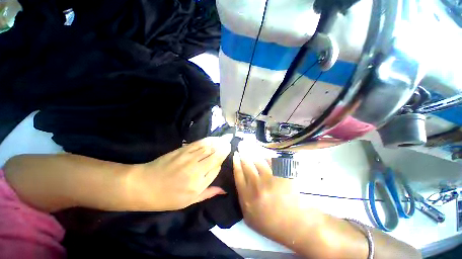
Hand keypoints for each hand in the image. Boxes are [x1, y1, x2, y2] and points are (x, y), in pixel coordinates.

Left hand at [128, 136, 230, 210]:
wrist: (144, 185)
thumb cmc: (166, 197)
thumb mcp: (189, 201)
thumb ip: (208, 193)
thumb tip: (224, 190)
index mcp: (198, 185)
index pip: (216, 169)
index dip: (220, 163)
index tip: (223, 159)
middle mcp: (196, 170)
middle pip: (215, 157)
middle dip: (224, 149)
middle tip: (230, 143)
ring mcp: (189, 158)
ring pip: (209, 148)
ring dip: (218, 143)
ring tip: (225, 139)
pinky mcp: (182, 150)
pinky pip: (199, 144)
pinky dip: (208, 140)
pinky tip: (213, 138)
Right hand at [233, 150, 303, 242]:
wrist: (294, 225)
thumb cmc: (270, 223)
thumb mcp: (248, 217)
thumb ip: (242, 198)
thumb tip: (240, 180)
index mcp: (247, 196)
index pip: (238, 173)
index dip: (236, 162)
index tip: (235, 154)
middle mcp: (256, 185)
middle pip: (247, 164)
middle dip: (243, 155)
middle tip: (242, 148)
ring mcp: (270, 179)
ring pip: (259, 160)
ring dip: (255, 155)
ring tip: (254, 152)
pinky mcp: (281, 175)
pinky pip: (272, 161)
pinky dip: (268, 158)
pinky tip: (266, 158)